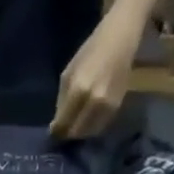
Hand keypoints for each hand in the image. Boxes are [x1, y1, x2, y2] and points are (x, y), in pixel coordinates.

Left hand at [50, 16, 140, 139]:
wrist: (120, 41)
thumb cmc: (90, 52)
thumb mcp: (68, 73)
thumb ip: (62, 100)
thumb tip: (57, 122)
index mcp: (79, 90)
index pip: (63, 123)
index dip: (56, 130)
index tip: (53, 130)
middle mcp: (94, 102)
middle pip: (76, 131)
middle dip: (67, 133)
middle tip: (62, 130)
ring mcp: (107, 106)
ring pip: (89, 132)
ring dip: (79, 132)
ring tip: (74, 125)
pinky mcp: (117, 108)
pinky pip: (100, 126)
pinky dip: (91, 127)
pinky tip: (87, 120)